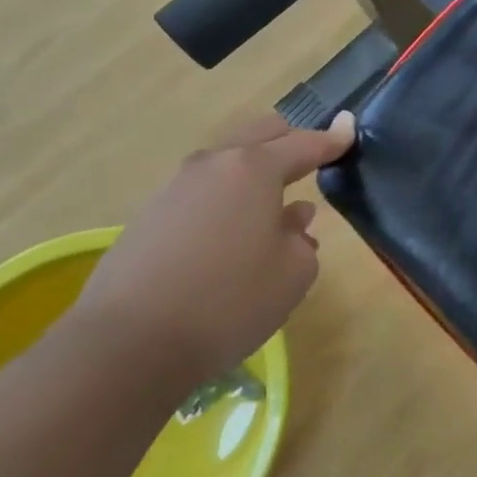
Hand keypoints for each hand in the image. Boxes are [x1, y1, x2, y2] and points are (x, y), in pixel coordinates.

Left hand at [74, 111, 354, 386]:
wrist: (125, 348)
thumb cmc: (229, 301)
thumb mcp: (294, 272)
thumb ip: (302, 238)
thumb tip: (291, 221)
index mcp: (254, 169)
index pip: (305, 143)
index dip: (333, 138)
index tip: (351, 128)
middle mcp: (213, 166)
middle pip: (259, 134)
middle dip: (290, 141)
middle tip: (312, 160)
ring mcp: (174, 189)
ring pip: (227, 162)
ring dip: (255, 173)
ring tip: (274, 207)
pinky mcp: (148, 218)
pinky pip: (203, 192)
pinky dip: (227, 199)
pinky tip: (235, 235)